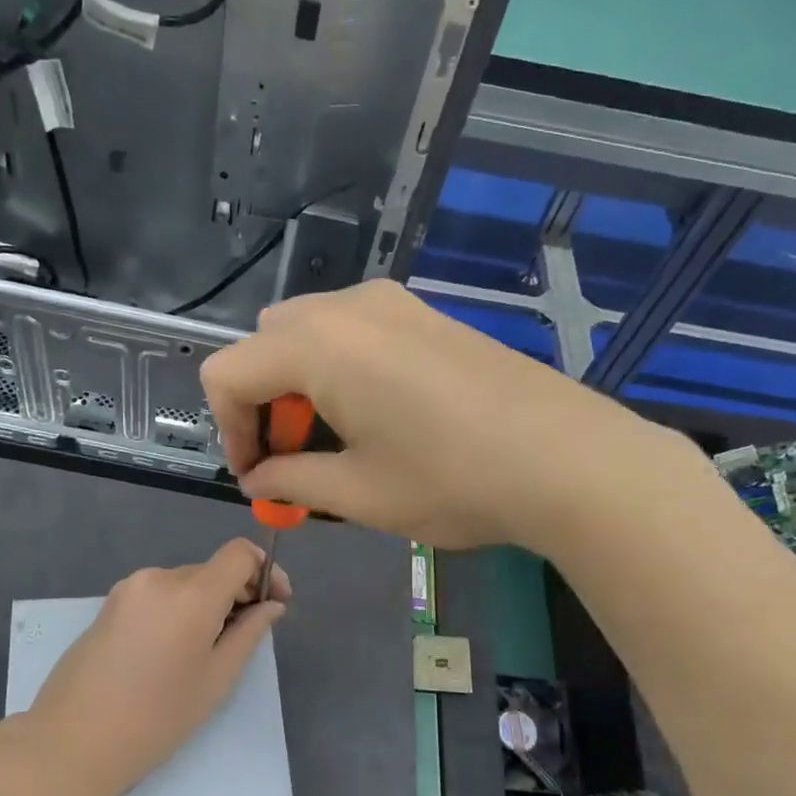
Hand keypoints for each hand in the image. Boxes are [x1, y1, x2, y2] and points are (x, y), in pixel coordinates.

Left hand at [18, 539, 289, 795]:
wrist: (71, 742)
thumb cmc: (155, 719)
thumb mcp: (215, 680)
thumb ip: (249, 634)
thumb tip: (271, 606)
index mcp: (191, 593)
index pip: (240, 553)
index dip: (265, 571)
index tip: (274, 602)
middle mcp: (159, 577)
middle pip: (212, 570)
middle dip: (237, 593)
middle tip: (247, 635)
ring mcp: (130, 588)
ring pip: (185, 583)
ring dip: (206, 603)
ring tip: (207, 650)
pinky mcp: (110, 603)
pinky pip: (159, 594)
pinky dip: (178, 609)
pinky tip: (174, 650)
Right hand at [200, 281, 672, 550]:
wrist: (567, 458)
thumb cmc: (450, 480)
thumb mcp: (357, 492)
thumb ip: (290, 480)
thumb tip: (257, 480)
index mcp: (316, 346)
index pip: (227, 374)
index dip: (229, 431)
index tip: (258, 478)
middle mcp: (347, 307)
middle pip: (266, 344)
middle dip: (263, 403)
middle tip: (295, 457)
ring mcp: (393, 303)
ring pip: (310, 332)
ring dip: (300, 384)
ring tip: (336, 440)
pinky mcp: (426, 314)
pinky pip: (354, 329)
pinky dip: (339, 368)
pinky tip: (378, 414)